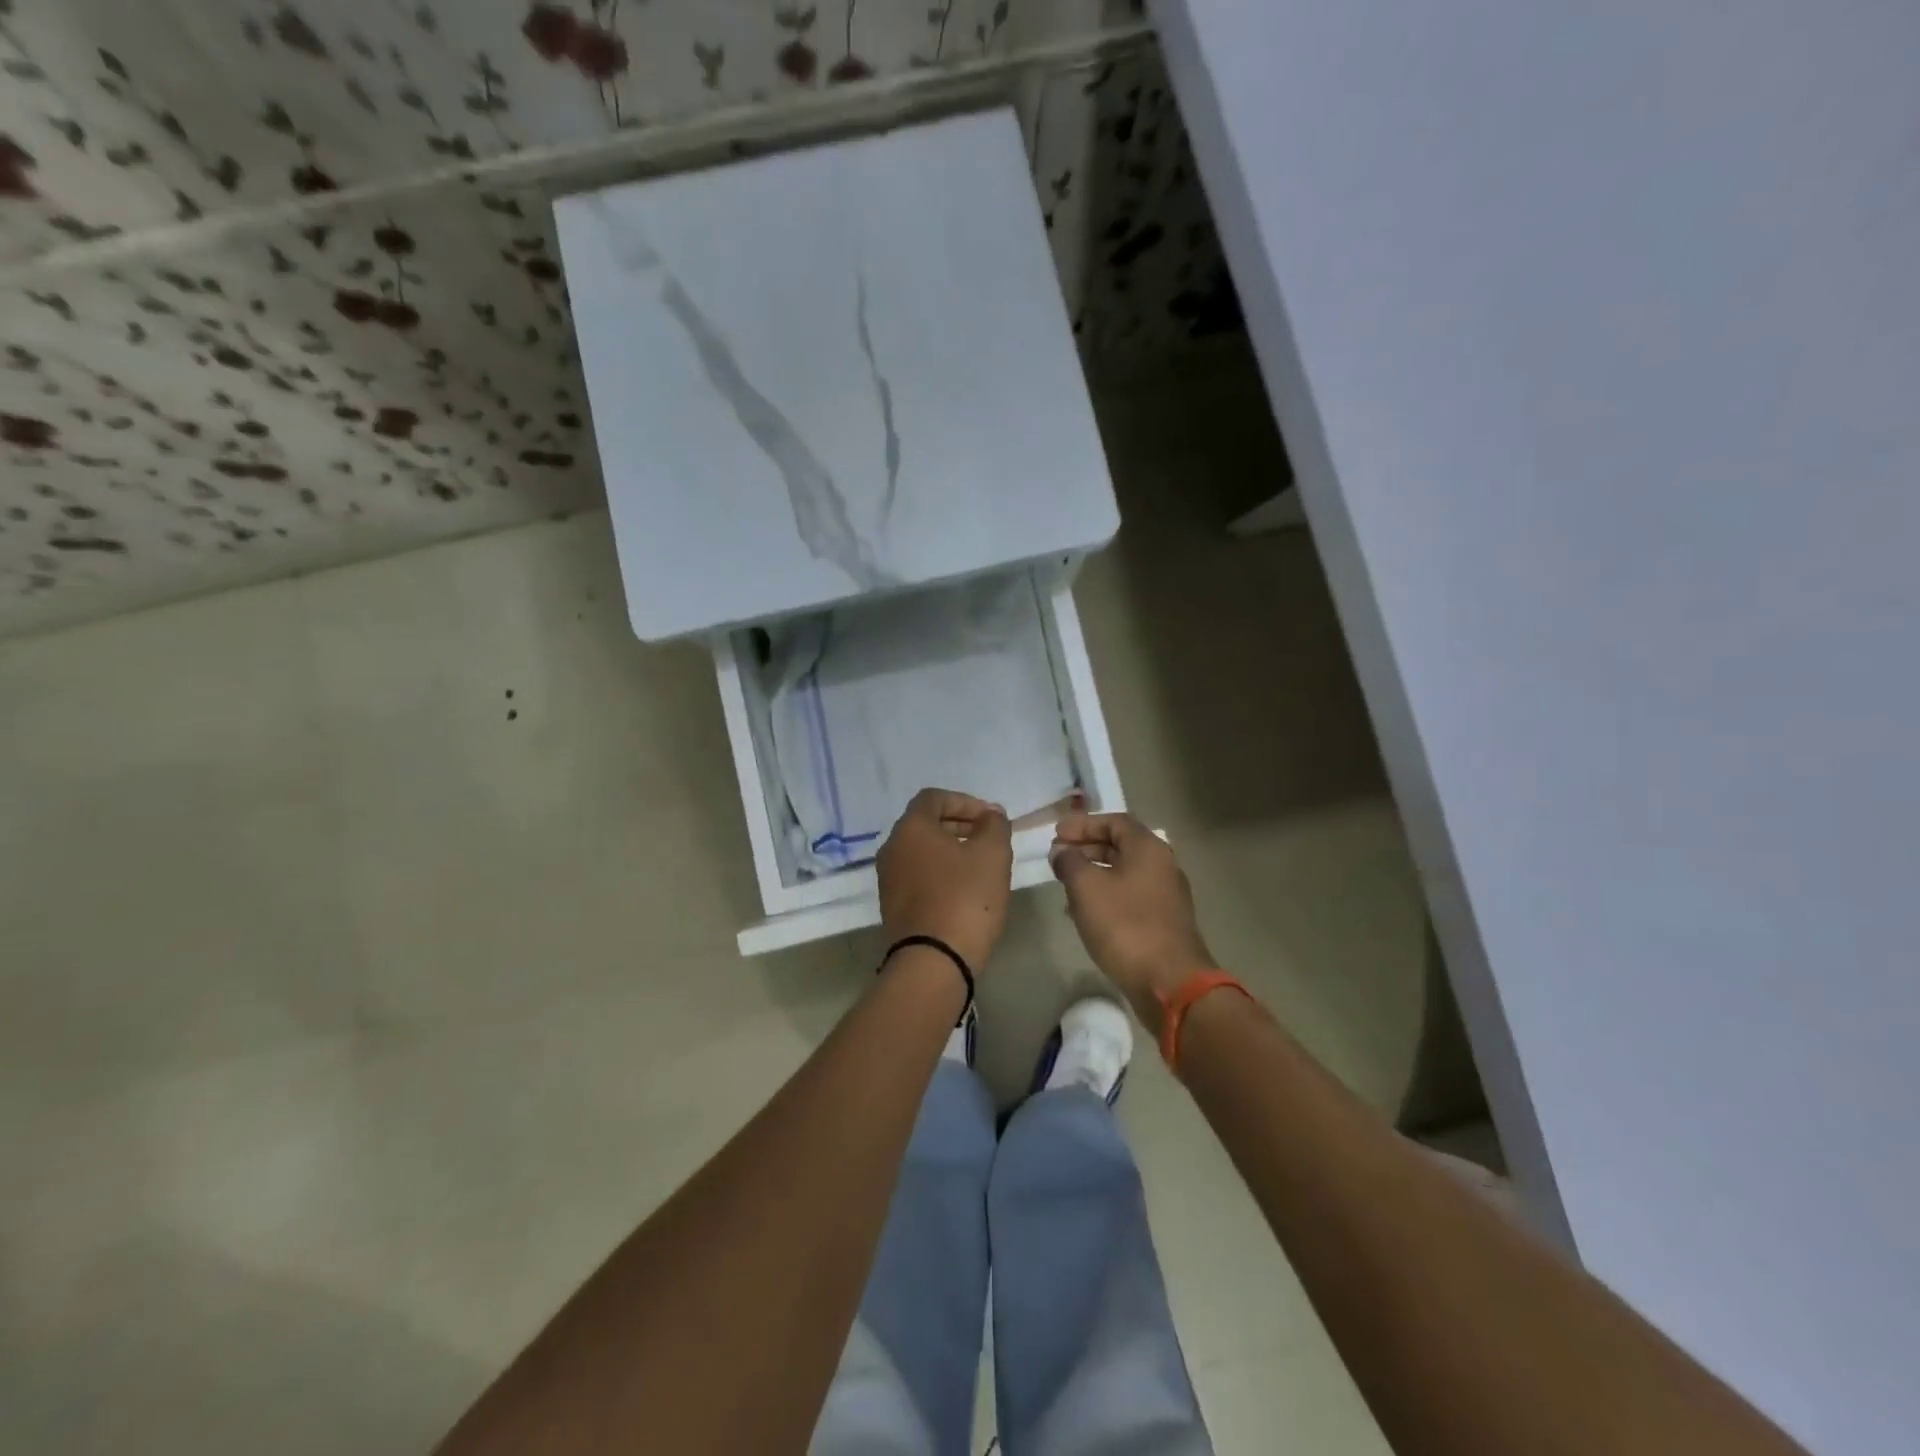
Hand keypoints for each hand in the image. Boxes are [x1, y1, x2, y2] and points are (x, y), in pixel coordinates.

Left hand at [877, 788, 1013, 970]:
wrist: (932, 961)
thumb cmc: (965, 898)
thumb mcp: (992, 854)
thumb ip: (994, 825)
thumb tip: (990, 814)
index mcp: (910, 828)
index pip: (934, 798)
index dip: (965, 802)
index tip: (991, 818)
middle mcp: (892, 848)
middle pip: (926, 824)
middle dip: (960, 825)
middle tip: (990, 839)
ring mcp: (888, 879)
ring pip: (922, 852)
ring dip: (951, 851)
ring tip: (981, 866)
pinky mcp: (892, 906)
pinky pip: (918, 876)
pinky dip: (940, 874)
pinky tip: (964, 891)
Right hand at [1050, 812, 1215, 1031]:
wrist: (1169, 982)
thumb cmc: (1124, 925)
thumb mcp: (1086, 887)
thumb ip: (1070, 862)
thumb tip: (1062, 852)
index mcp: (1148, 848)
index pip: (1114, 821)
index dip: (1083, 824)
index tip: (1057, 832)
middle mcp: (1162, 865)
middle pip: (1121, 845)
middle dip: (1086, 847)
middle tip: (1058, 855)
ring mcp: (1166, 895)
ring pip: (1124, 872)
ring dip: (1094, 872)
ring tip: (1065, 882)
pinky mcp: (1163, 921)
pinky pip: (1129, 896)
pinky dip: (1106, 894)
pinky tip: (1084, 911)